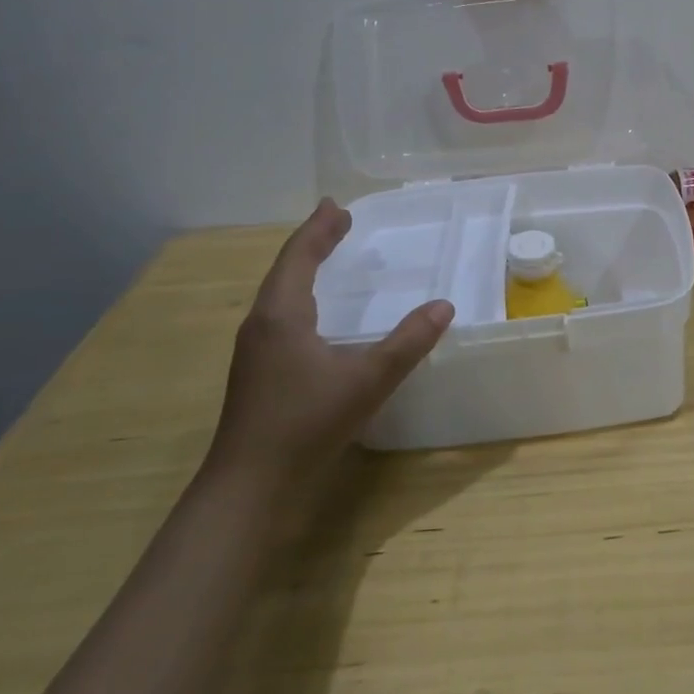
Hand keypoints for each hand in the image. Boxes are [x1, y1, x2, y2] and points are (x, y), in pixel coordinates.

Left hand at [205, 199, 452, 496]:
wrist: (249, 488)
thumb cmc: (305, 424)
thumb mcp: (367, 380)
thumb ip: (407, 342)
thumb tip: (444, 306)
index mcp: (281, 315)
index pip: (299, 256)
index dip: (319, 229)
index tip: (337, 206)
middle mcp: (262, 325)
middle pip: (285, 270)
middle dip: (312, 244)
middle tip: (338, 224)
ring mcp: (255, 351)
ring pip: (279, 295)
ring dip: (303, 271)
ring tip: (327, 259)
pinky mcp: (258, 374)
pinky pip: (280, 317)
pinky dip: (300, 298)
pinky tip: (315, 316)